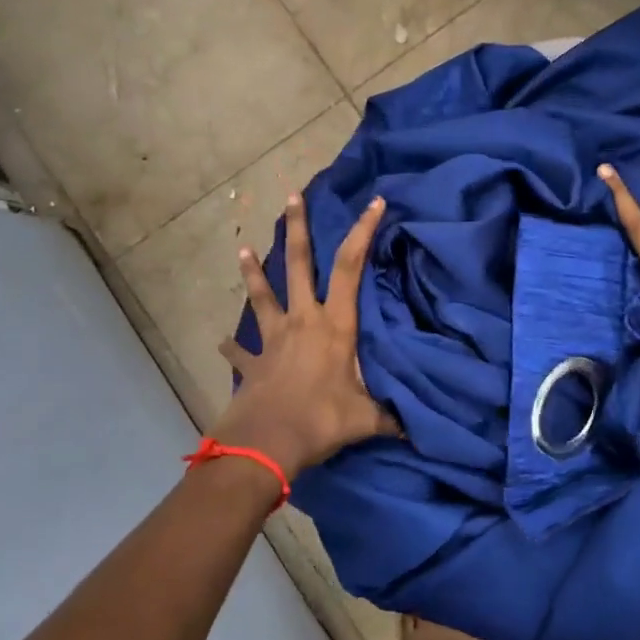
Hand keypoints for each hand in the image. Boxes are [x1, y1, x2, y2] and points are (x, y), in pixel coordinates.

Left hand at [212, 192, 399, 480]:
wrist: (266, 443)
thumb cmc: (321, 419)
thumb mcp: (367, 418)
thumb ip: (391, 417)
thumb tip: (418, 430)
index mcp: (334, 324)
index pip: (352, 267)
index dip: (363, 232)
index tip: (372, 202)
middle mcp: (303, 321)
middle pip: (300, 265)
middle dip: (298, 228)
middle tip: (291, 197)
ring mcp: (273, 339)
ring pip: (262, 296)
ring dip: (253, 272)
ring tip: (242, 249)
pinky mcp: (253, 363)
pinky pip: (241, 351)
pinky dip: (232, 347)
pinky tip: (221, 343)